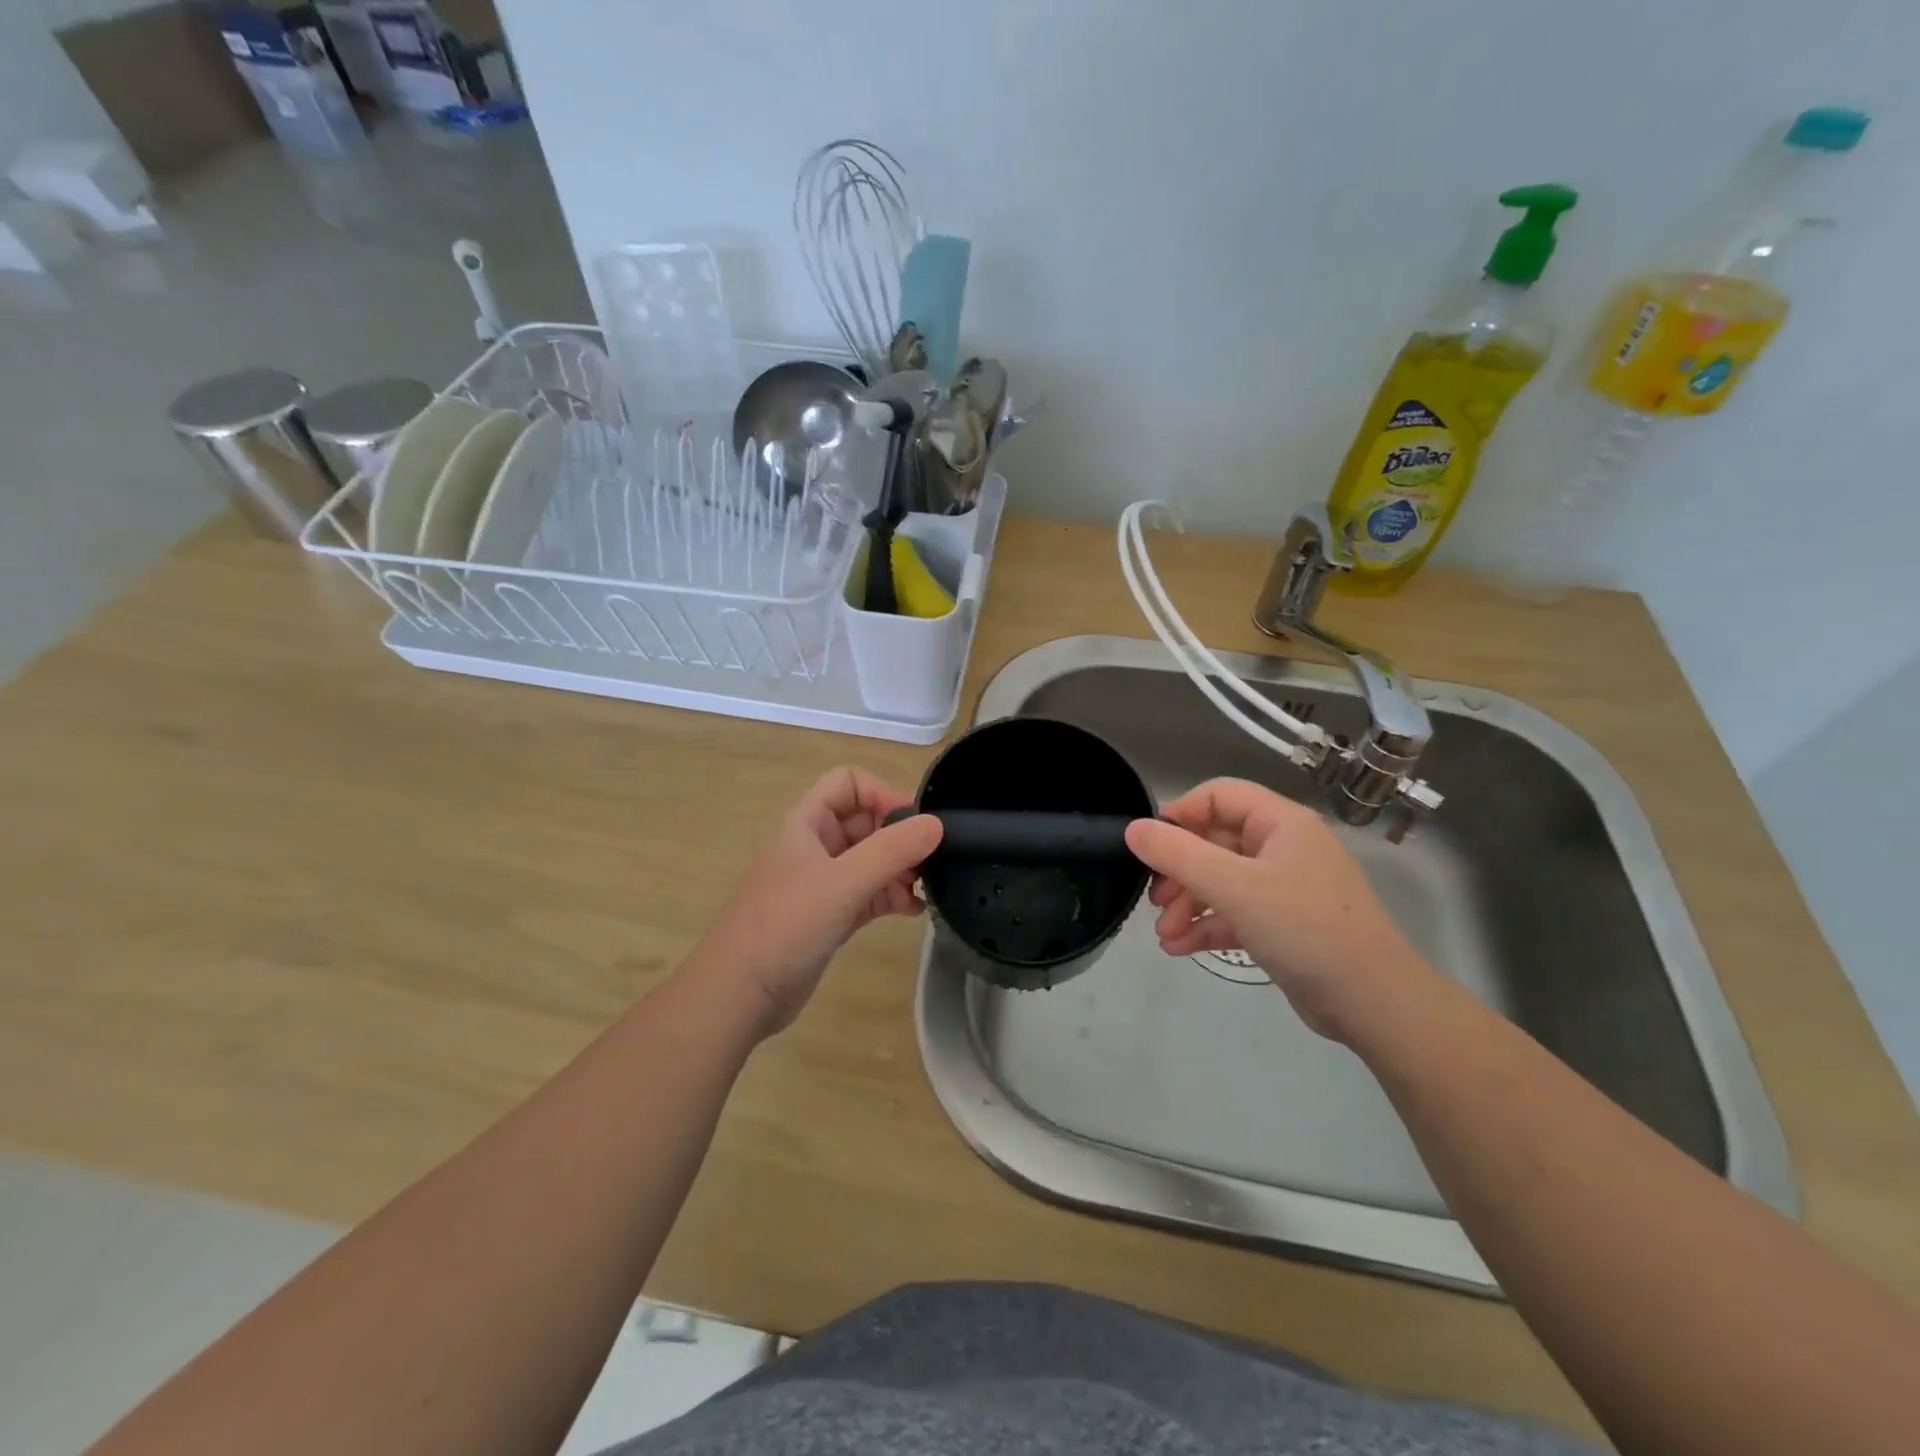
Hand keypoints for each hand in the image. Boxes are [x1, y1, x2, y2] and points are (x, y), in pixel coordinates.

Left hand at [688, 767, 942, 1035]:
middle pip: (865, 821)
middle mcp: (815, 845)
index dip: (882, 793)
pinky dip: (892, 896)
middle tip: (930, 860)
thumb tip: (937, 824)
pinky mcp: (830, 915)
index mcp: (807, 822)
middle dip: (899, 836)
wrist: (739, 993)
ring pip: (870, 859)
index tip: (914, 823)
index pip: (849, 783)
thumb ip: (892, 851)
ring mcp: (822, 882)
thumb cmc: (786, 925)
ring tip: (924, 888)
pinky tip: (914, 910)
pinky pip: (869, 893)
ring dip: (899, 868)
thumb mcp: (843, 882)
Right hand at [1124, 778, 1433, 1043]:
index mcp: (1281, 823)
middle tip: (1154, 898)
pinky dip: (1207, 926)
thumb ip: (1179, 855)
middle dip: (1179, 870)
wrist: (1373, 1002)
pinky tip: (1179, 948)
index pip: (1219, 796)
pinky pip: (1235, 913)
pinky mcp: (1283, 924)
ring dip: (1188, 904)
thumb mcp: (1235, 887)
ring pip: (1221, 881)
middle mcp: (1283, 848)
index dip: (1180, 814)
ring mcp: (1285, 888)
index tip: (1150, 845)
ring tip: (1164, 934)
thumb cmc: (1305, 929)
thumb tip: (1133, 829)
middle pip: (1215, 842)